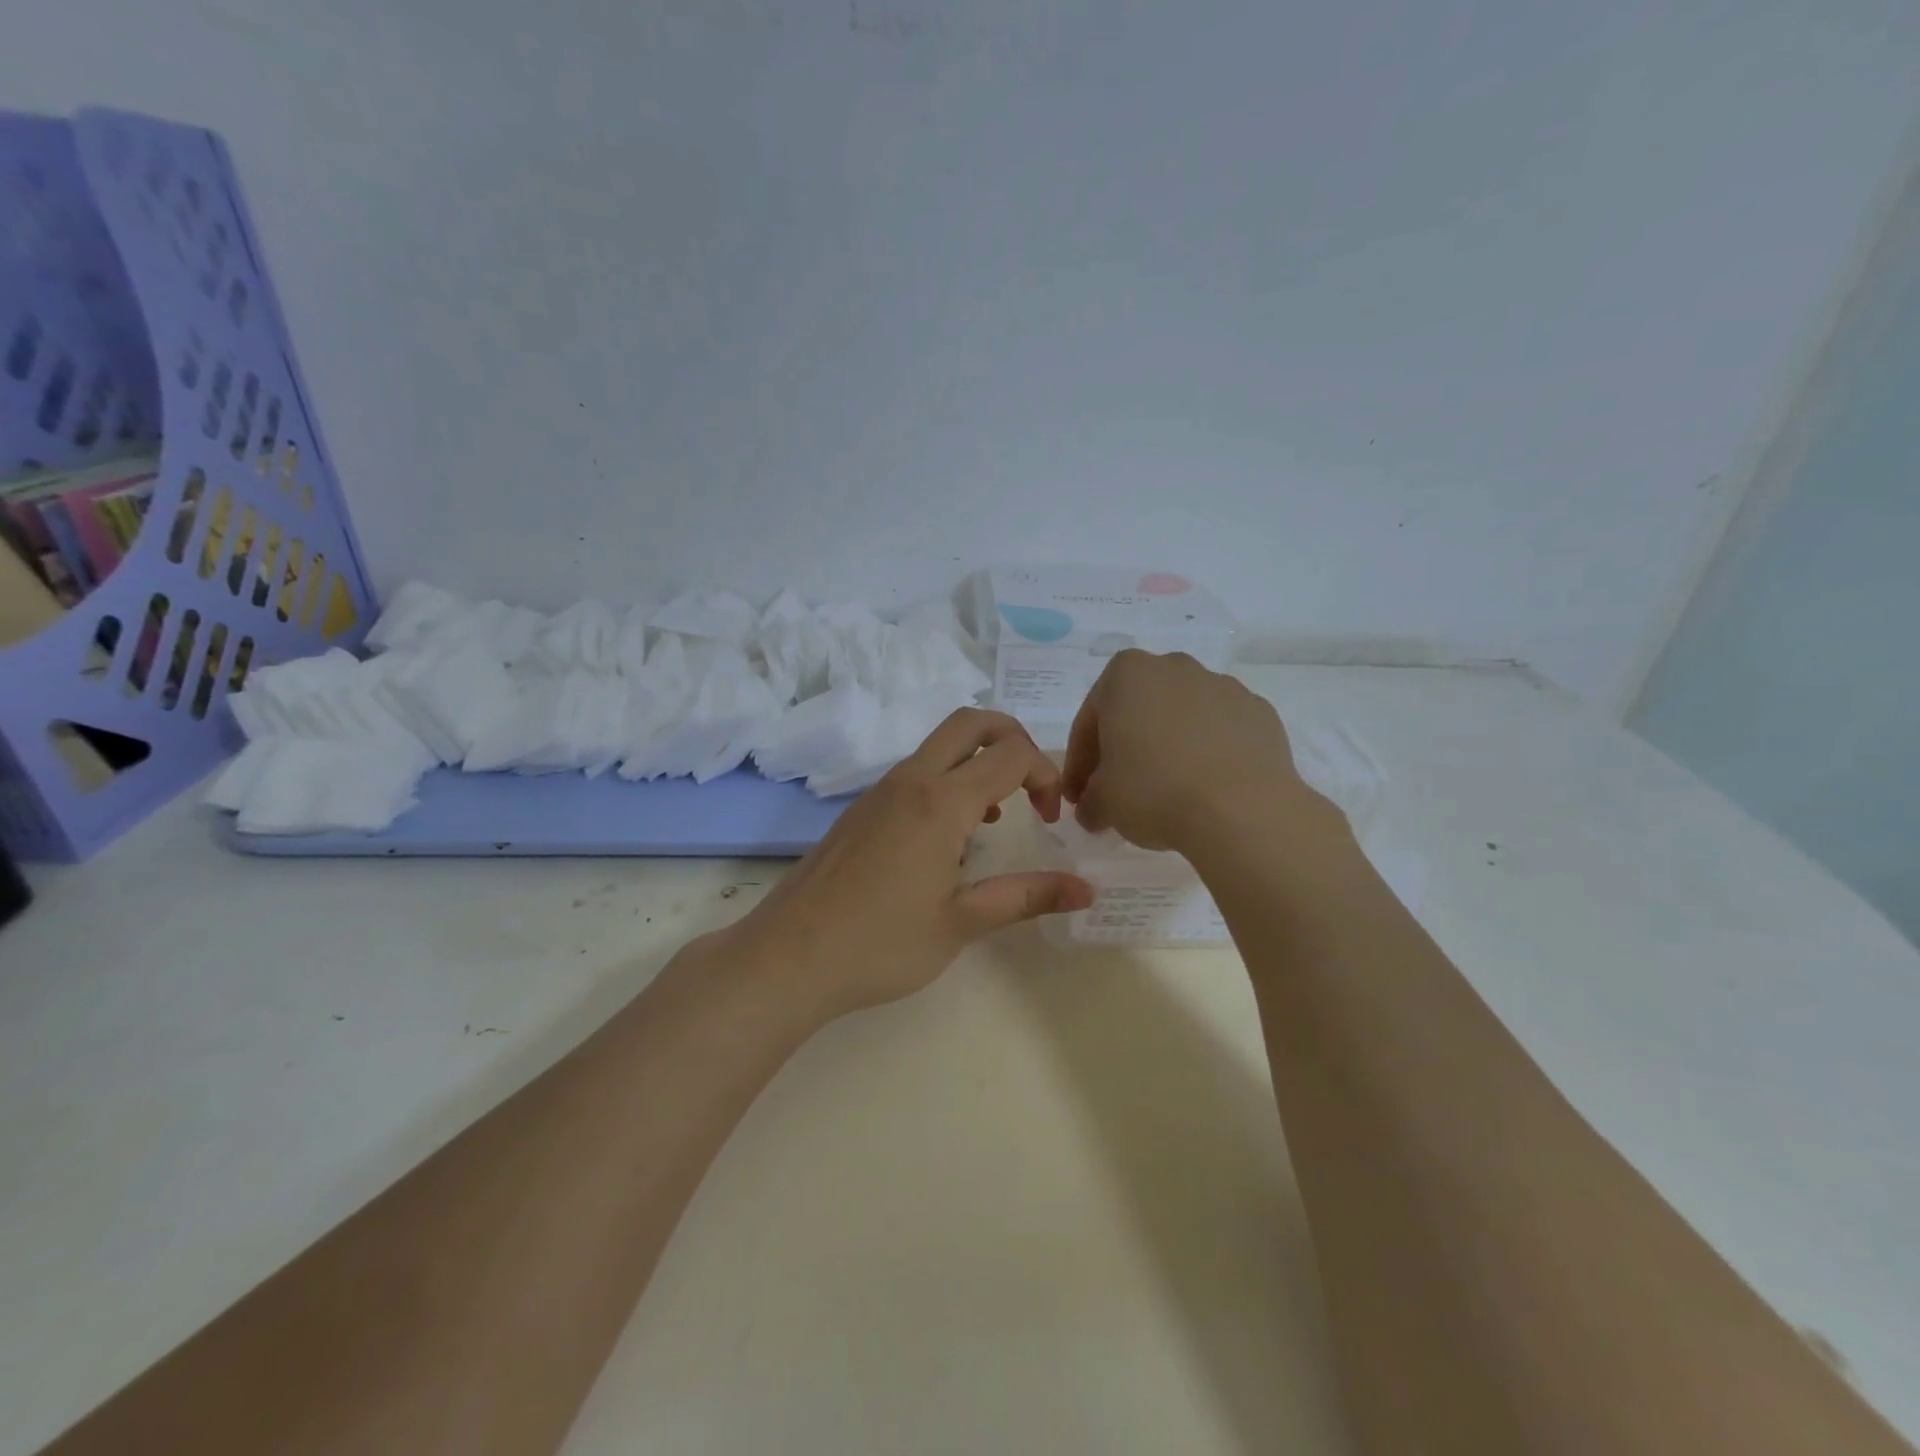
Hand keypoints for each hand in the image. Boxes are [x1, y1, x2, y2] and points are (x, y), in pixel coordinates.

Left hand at [726, 709, 1094, 1020]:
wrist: (788, 957)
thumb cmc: (880, 945)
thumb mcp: (961, 924)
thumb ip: (1026, 897)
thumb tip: (1086, 890)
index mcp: (940, 802)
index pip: (1011, 754)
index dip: (1046, 774)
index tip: (1053, 818)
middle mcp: (910, 781)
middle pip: (971, 722)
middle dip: (1014, 738)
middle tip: (1033, 786)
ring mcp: (880, 791)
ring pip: (940, 745)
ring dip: (979, 762)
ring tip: (996, 819)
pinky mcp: (861, 809)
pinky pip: (915, 772)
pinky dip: (948, 780)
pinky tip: (950, 838)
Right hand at [1062, 650, 1328, 853]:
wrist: (1241, 810)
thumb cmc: (1154, 791)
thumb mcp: (1103, 803)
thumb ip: (1090, 800)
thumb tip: (1093, 810)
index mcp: (1126, 674)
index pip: (1090, 721)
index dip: (1080, 763)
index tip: (1079, 797)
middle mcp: (1174, 667)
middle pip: (1137, 711)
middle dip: (1125, 747)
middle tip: (1118, 790)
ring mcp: (1223, 686)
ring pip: (1181, 718)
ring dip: (1168, 747)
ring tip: (1166, 791)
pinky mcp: (1260, 713)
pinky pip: (1220, 732)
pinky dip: (1208, 754)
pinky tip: (1205, 788)